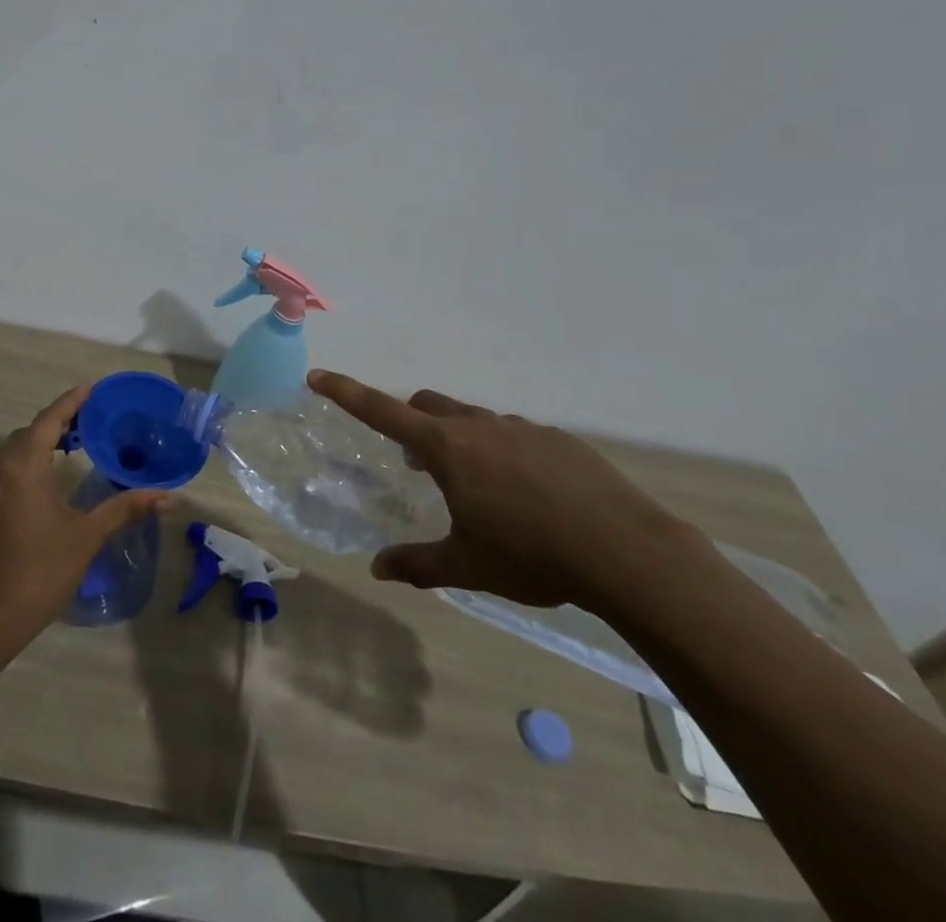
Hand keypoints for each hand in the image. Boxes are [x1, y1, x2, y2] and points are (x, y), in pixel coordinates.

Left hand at [0, 385, 170, 645]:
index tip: (91, 388)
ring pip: (16, 449)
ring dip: (42, 441)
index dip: (71, 402)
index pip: (50, 420)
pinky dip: (28, 459)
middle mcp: (0, 466)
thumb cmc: (39, 571)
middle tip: (92, 421)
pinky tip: (48, 478)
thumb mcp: (86, 536)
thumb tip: (167, 496)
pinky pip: (6, 467)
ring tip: (74, 445)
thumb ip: (124, 509)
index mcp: (24, 465)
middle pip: (31, 431)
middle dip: (59, 422)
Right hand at [308, 369, 689, 613]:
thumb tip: (378, 569)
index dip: (345, 392)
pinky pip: (516, 435)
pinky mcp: (560, 440)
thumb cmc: (532, 556)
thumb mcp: (468, 566)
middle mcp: (479, 426)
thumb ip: (418, 564)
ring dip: (461, 441)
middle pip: (428, 406)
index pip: (381, 410)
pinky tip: (529, 495)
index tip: (318, 376)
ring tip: (481, 490)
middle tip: (416, 464)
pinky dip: (504, 453)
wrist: (627, 553)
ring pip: (474, 420)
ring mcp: (522, 428)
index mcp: (446, 449)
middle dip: (412, 423)